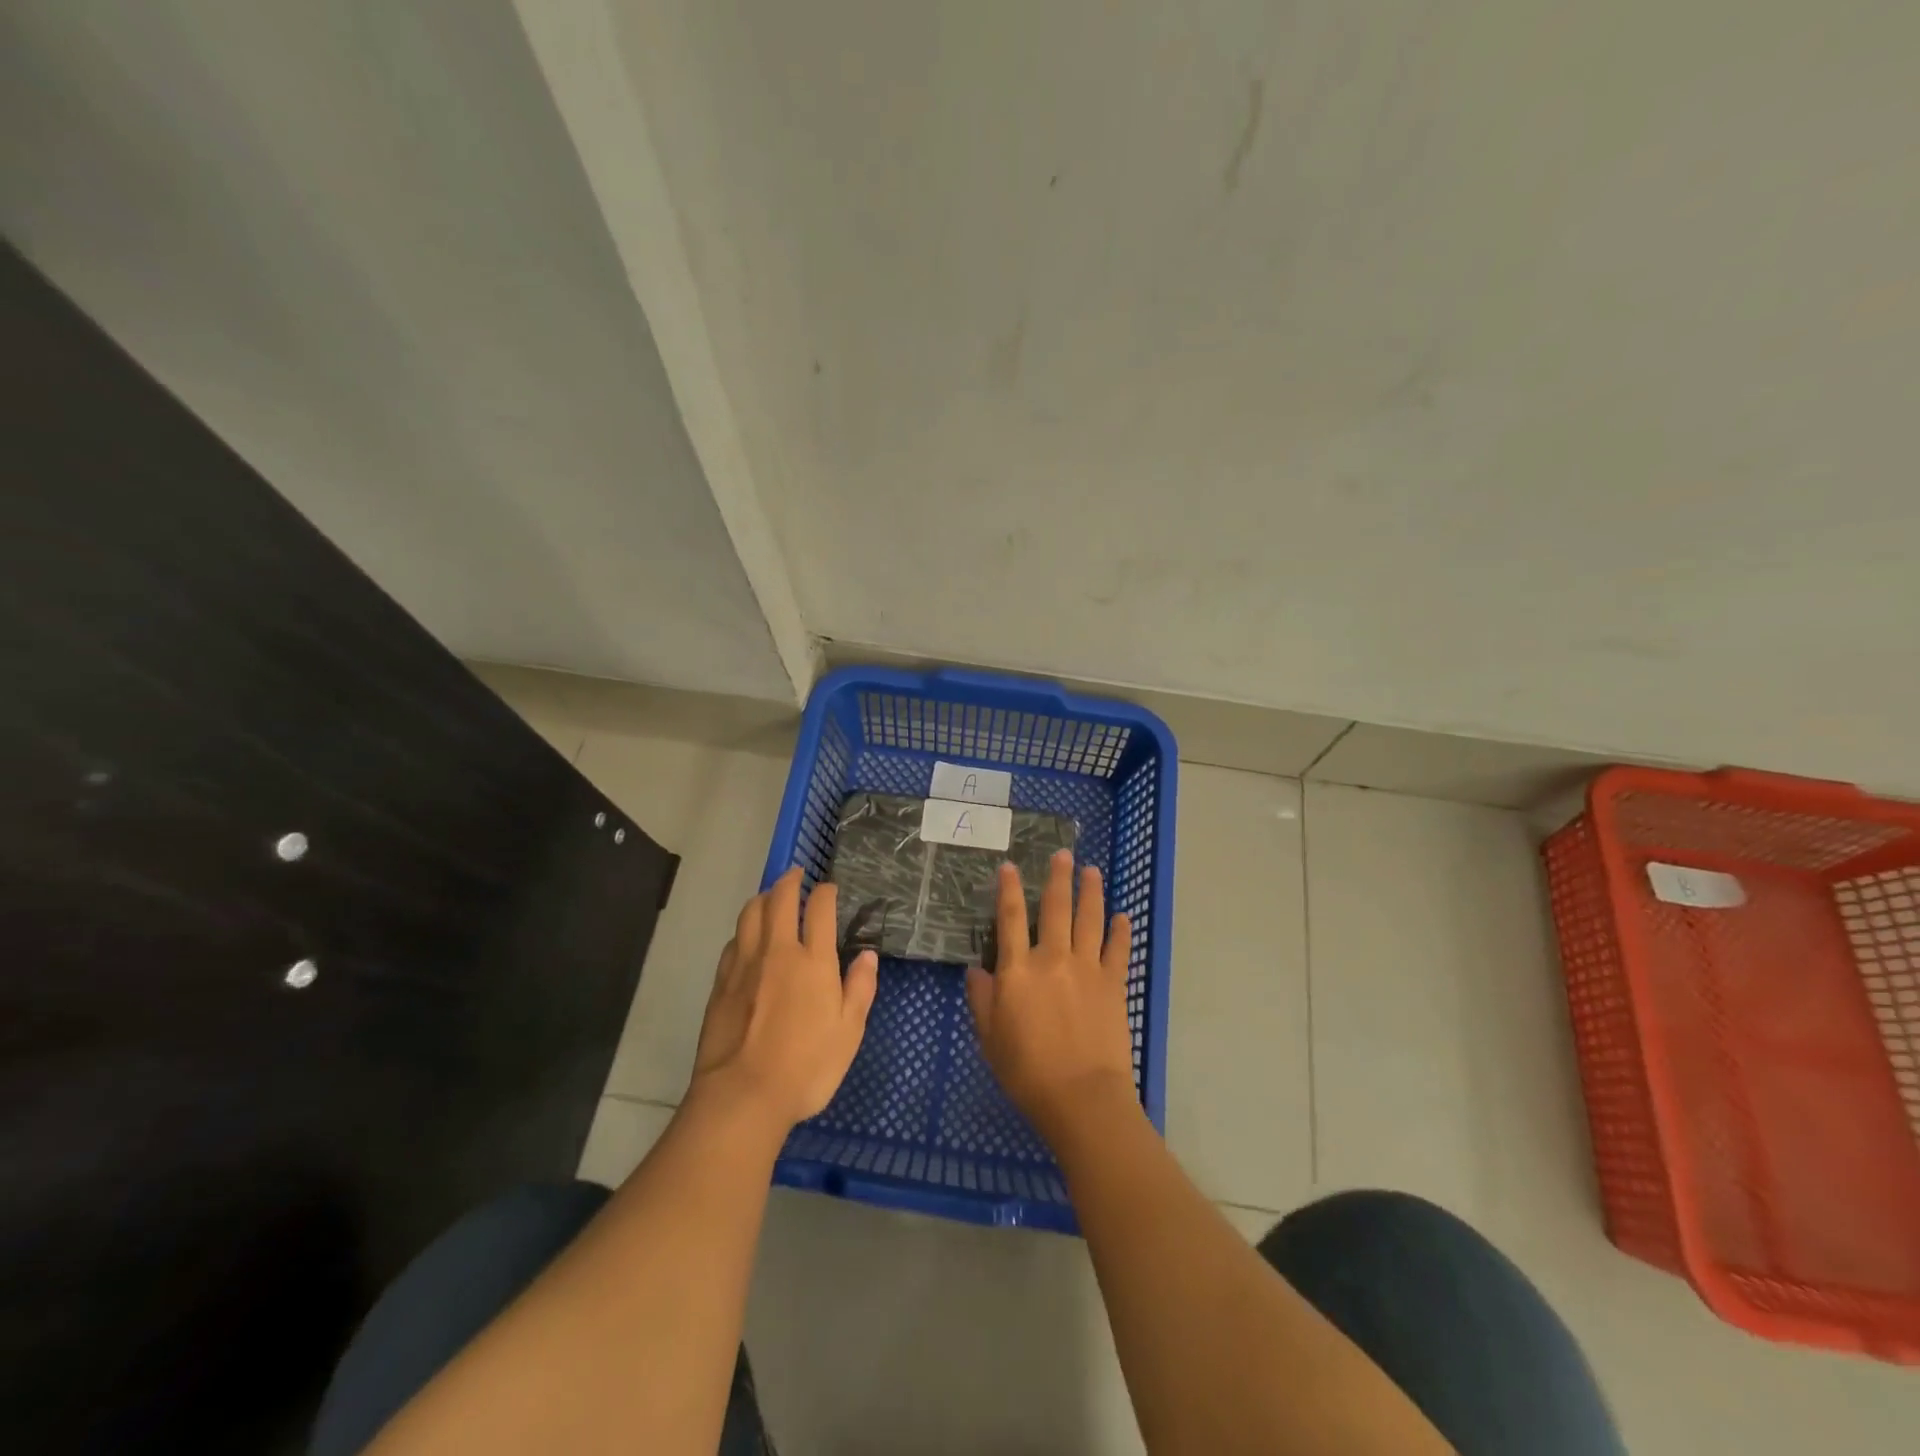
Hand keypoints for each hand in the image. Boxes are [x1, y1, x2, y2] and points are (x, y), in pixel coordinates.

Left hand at [691, 868, 878, 1132]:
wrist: (743, 1095)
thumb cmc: (807, 1066)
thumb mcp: (849, 1032)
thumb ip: (860, 988)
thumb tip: (867, 955)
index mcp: (814, 961)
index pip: (819, 908)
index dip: (825, 892)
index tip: (829, 888)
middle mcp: (778, 951)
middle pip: (780, 899)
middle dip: (790, 880)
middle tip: (796, 874)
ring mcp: (745, 964)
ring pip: (750, 914)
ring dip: (762, 897)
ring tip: (770, 896)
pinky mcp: (721, 983)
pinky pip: (733, 941)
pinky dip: (744, 929)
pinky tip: (747, 937)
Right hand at [966, 849, 1135, 1142]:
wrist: (1081, 1097)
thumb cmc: (1027, 1071)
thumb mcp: (989, 1038)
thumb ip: (982, 999)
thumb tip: (976, 970)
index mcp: (1018, 970)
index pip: (1011, 918)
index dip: (1009, 889)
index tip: (1010, 866)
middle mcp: (1053, 959)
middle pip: (1056, 908)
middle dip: (1058, 878)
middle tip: (1063, 854)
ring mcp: (1087, 968)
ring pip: (1089, 919)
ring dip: (1091, 892)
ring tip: (1092, 871)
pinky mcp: (1113, 984)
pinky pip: (1118, 949)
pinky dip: (1121, 930)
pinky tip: (1123, 915)